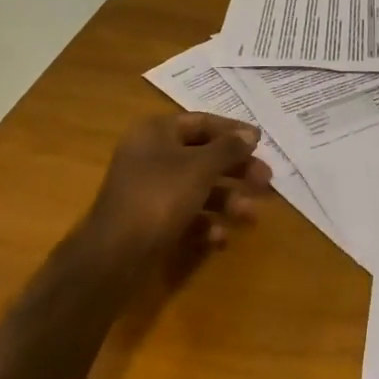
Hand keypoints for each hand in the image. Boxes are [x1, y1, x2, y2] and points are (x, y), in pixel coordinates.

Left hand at [82, 112, 270, 259]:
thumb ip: (228, 148)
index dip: (233, 131)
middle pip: (203, 156)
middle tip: (266, 181)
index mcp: (157, 132)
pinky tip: (220, 238)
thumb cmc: (159, 197)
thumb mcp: (200, 167)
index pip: (202, 122)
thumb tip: (250, 134)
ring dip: (227, 200)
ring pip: (197, 187)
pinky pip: (185, 215)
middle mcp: (151, 155)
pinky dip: (205, 223)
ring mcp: (149, 190)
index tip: (261, 143)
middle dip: (236, 170)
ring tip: (251, 216)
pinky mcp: (150, 221)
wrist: (113, 256)